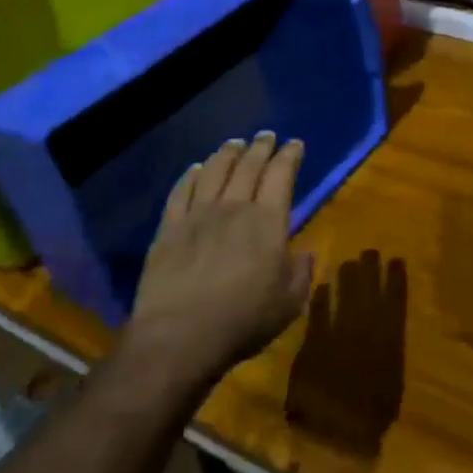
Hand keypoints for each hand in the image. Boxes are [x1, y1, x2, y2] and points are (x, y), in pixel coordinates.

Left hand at [127, 134, 313, 382]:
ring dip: (226, 154)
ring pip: (213, 171)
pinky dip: (189, 176)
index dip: (289, 156)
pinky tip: (194, 169)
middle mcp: (233, 207)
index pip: (281, 175)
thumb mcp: (289, 303)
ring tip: (234, 144)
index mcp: (267, 221)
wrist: (179, 337)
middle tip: (266, 136)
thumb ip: (300, 272)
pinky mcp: (168, 229)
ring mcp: (197, 215)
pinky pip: (180, 192)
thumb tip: (304, 253)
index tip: (295, 144)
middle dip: (260, 147)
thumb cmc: (243, 320)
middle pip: (248, 166)